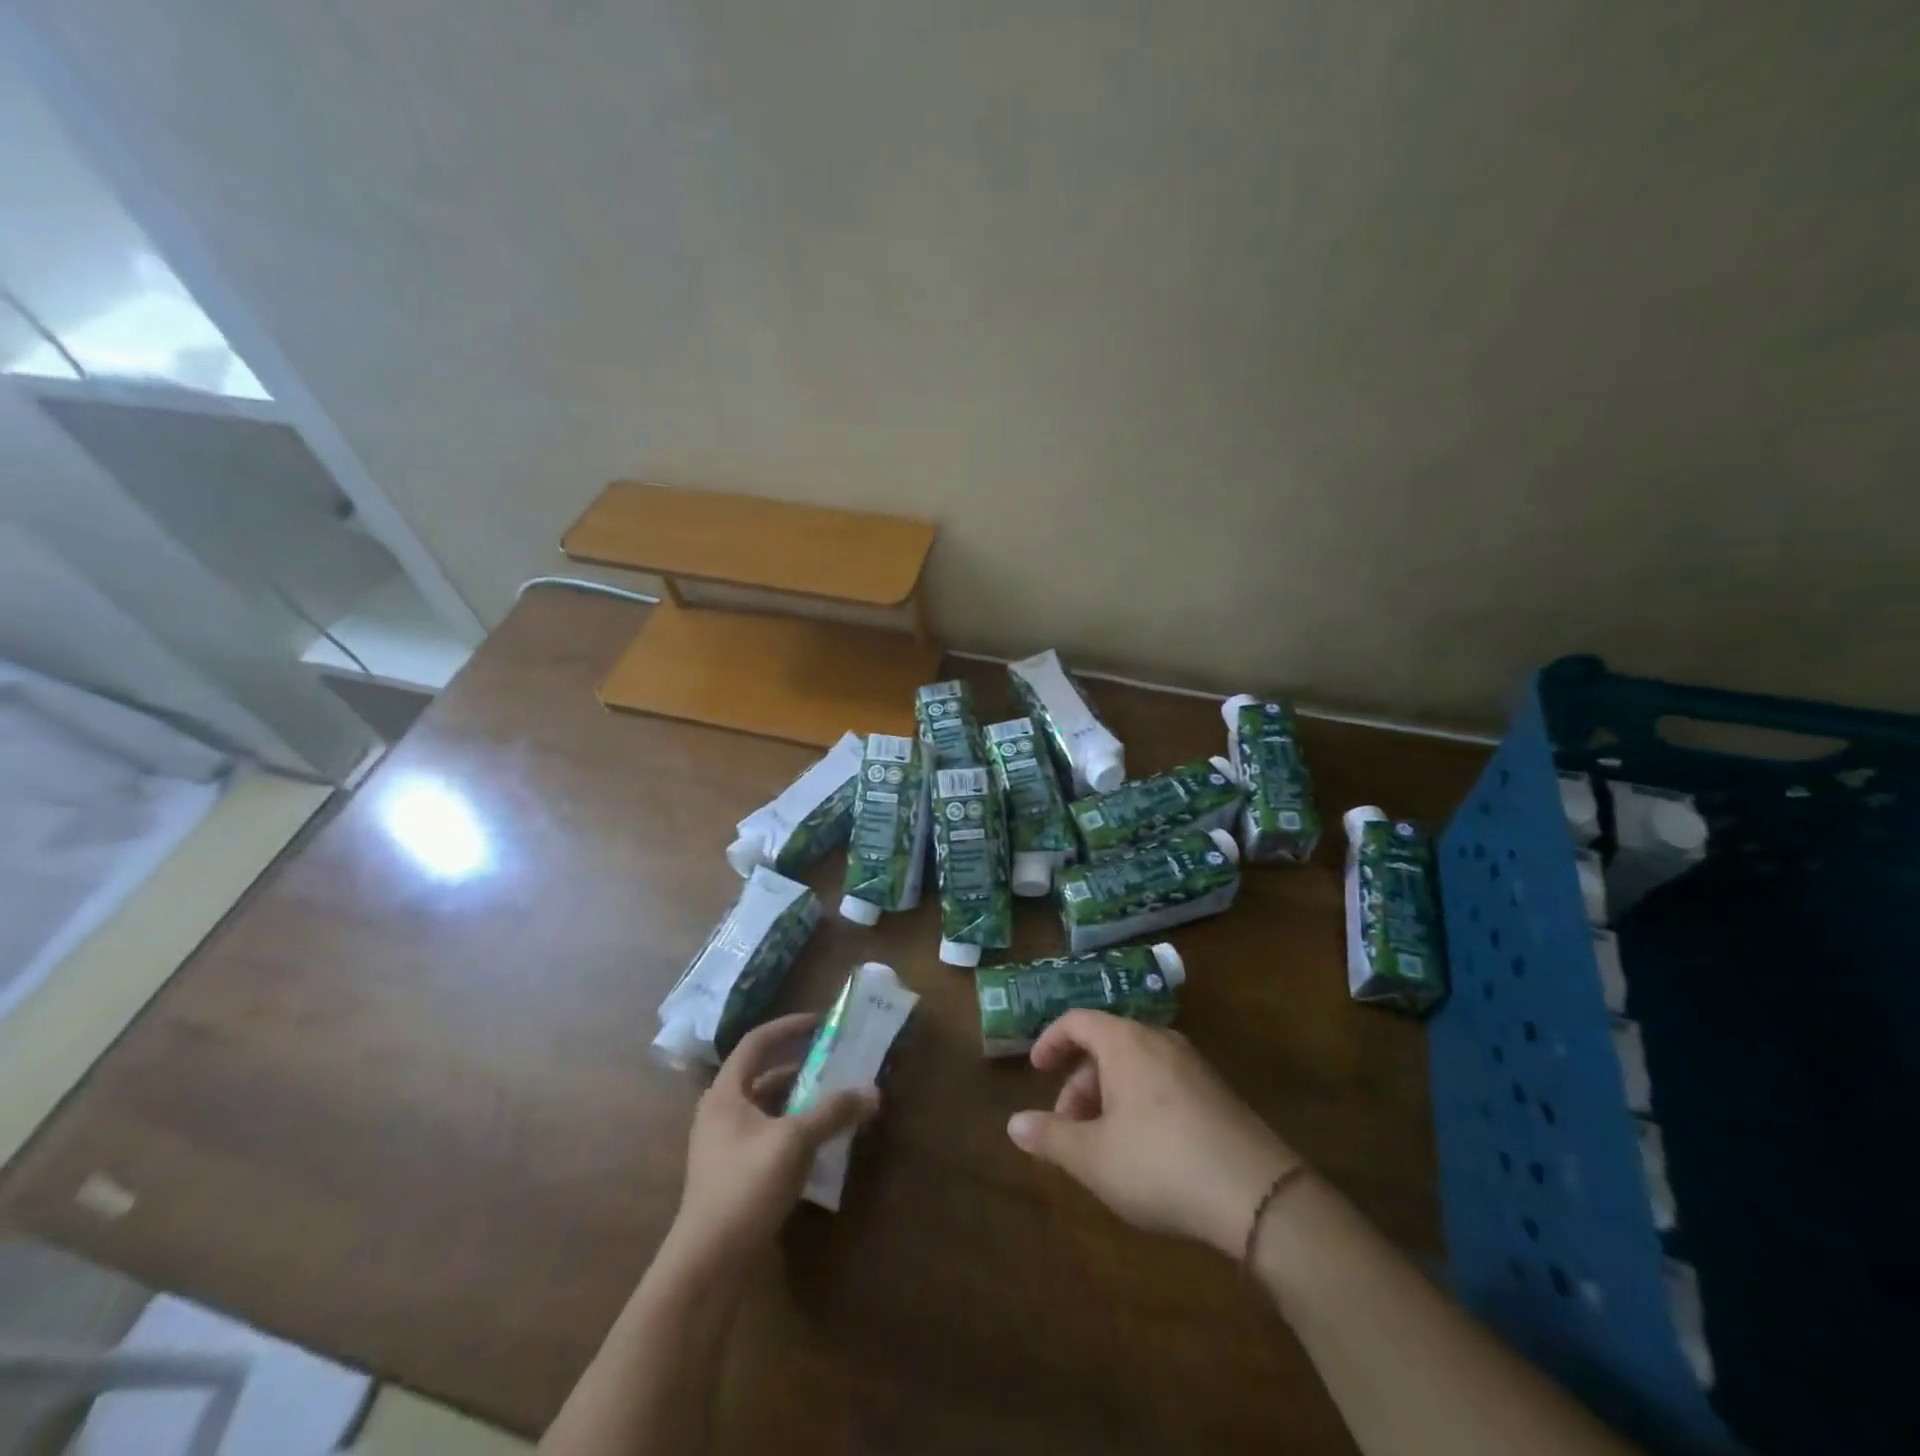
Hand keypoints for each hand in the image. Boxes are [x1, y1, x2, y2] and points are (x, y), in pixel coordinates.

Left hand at [670, 1013, 878, 1269]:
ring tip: (832, 1099)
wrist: (707, 1263)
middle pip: (762, 1075)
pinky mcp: (732, 1173)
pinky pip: (766, 1134)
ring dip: (798, 1100)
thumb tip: (874, 1092)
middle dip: (800, 1066)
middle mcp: (720, 1112)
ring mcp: (723, 1145)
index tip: (820, 1023)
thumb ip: (834, 1112)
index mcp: (725, 1093)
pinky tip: (817, 1143)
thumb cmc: (746, 1186)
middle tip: (833, 1063)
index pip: (756, 1042)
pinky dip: (791, 1129)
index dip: (787, 1027)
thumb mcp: (795, 1141)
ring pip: (766, 1107)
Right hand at [1007, 1011, 1301, 1257]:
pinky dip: (1139, 1102)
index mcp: (1125, 1042)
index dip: (1050, 1041)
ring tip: (1102, 1144)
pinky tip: (1144, 1150)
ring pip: (1136, 1066)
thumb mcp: (1093, 1157)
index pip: (1077, 1020)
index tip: (1036, 1070)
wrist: (1257, 1194)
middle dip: (1079, 1082)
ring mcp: (1193, 1064)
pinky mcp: (1217, 1092)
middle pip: (1106, 1045)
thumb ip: (1050, 1136)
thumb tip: (1013, 1123)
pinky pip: (1163, 1082)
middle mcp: (1159, 1040)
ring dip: (1108, 1096)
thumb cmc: (1159, 1164)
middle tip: (1067, 1126)